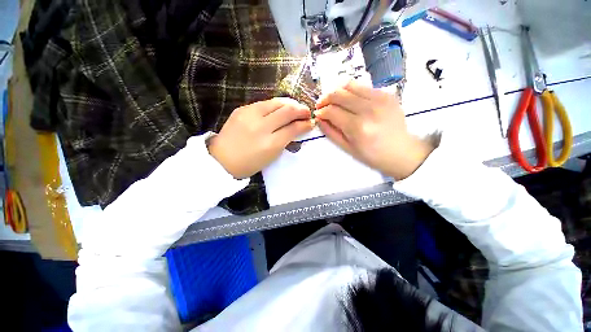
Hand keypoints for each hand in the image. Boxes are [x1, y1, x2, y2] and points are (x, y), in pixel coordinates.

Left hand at [208, 98, 312, 178]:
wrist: (222, 159)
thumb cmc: (250, 163)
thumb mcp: (272, 156)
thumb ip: (286, 140)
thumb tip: (298, 128)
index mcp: (270, 144)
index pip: (293, 128)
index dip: (305, 124)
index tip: (310, 122)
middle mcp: (261, 127)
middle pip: (287, 111)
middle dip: (301, 110)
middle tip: (307, 112)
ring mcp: (250, 115)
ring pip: (276, 102)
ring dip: (290, 104)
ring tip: (296, 107)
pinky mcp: (242, 109)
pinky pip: (264, 103)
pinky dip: (276, 105)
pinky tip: (279, 108)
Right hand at [315, 80, 433, 179]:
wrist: (402, 151)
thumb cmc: (373, 155)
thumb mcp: (348, 148)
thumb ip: (331, 132)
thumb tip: (319, 119)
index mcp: (358, 127)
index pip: (332, 111)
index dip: (321, 111)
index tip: (317, 114)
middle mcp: (368, 109)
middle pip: (338, 94)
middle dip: (325, 98)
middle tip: (321, 105)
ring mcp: (380, 99)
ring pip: (349, 85)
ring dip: (337, 91)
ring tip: (333, 100)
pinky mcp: (387, 94)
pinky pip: (363, 86)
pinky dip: (351, 90)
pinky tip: (349, 99)